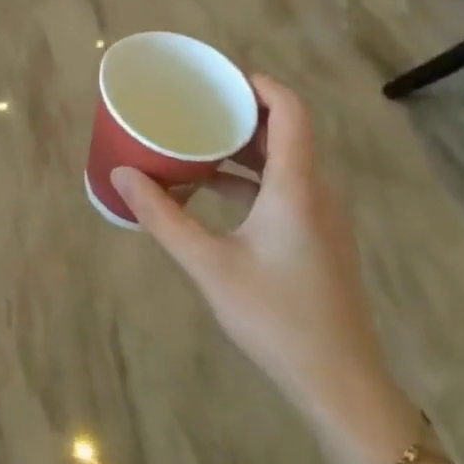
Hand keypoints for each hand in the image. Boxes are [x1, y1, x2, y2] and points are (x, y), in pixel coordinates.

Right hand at [114, 76, 399, 425]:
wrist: (341, 384)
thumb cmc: (276, 317)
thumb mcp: (209, 265)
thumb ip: (163, 217)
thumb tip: (122, 174)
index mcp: (296, 186)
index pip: (290, 110)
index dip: (259, 84)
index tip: (218, 78)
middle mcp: (317, 192)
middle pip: (287, 131)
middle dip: (242, 113)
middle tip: (195, 106)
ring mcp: (323, 217)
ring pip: (286, 161)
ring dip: (245, 147)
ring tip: (197, 142)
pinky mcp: (320, 239)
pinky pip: (286, 188)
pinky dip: (251, 178)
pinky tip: (213, 192)